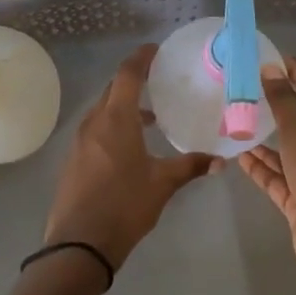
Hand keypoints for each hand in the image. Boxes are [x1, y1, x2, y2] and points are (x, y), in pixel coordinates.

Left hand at [43, 44, 218, 270]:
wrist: (79, 244)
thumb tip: (221, 161)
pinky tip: (130, 146)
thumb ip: (191, 167)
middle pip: (113, 89)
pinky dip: (113, 125)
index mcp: (116, 119)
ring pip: (102, 111)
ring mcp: (80, 141)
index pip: (127, 75)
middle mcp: (94, 122)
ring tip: (151, 118)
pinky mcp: (74, 159)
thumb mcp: (162, 184)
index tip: (156, 50)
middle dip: (134, 81)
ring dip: (124, 107)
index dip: (141, 58)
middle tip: (159, 81)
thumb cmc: (124, 206)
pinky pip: (95, 130)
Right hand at [238, 56, 295, 291]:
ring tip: (235, 122)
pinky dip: (260, 167)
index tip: (276, 58)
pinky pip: (277, 178)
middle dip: (275, 107)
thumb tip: (271, 69)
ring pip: (285, 152)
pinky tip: (238, 156)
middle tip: (246, 90)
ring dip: (263, 139)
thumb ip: (283, 101)